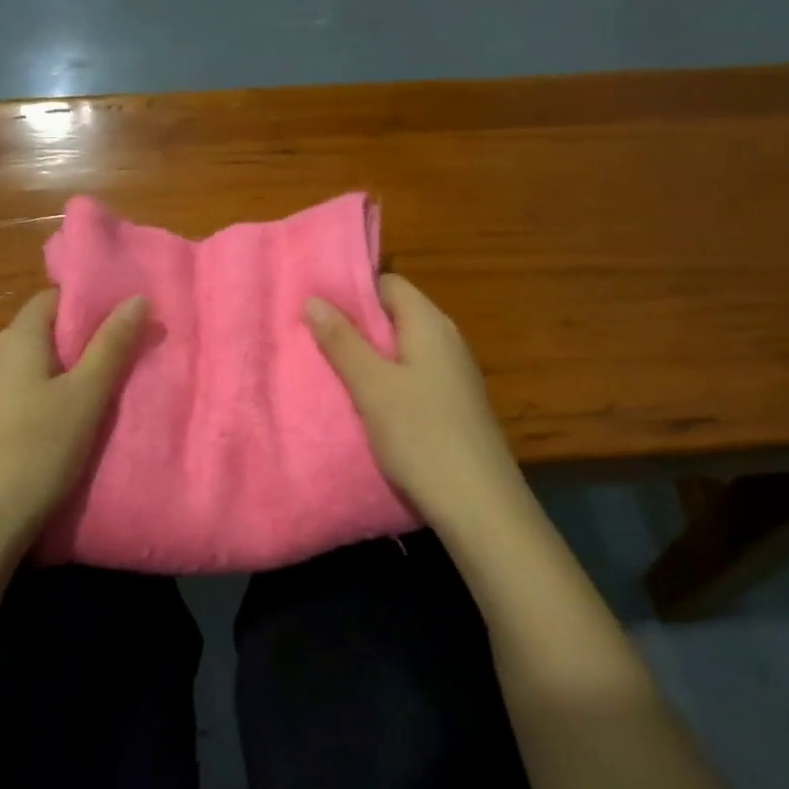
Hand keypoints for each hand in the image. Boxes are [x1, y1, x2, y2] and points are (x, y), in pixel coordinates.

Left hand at [0, 289, 145, 568]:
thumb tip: (138, 297)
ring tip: (104, 390)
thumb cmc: (36, 451)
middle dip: (84, 340)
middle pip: (44, 331)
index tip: (126, 319)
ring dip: (66, 372)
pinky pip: (20, 393)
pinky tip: (66, 422)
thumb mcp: (85, 398)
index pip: (54, 298)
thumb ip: (112, 347)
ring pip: (33, 366)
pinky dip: (46, 397)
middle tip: (126, 356)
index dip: (91, 303)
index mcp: (17, 338)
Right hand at [306, 275, 522, 533]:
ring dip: (367, 355)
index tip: (314, 302)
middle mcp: (446, 341)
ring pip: (401, 349)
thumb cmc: (421, 435)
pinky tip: (361, 400)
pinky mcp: (452, 405)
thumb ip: (342, 342)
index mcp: (430, 324)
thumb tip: (314, 298)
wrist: (478, 504)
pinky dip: (384, 381)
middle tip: (310, 336)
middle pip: (395, 316)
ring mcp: (452, 374)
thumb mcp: (372, 386)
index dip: (352, 289)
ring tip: (326, 366)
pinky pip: (411, 377)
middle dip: (354, 324)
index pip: (389, 284)